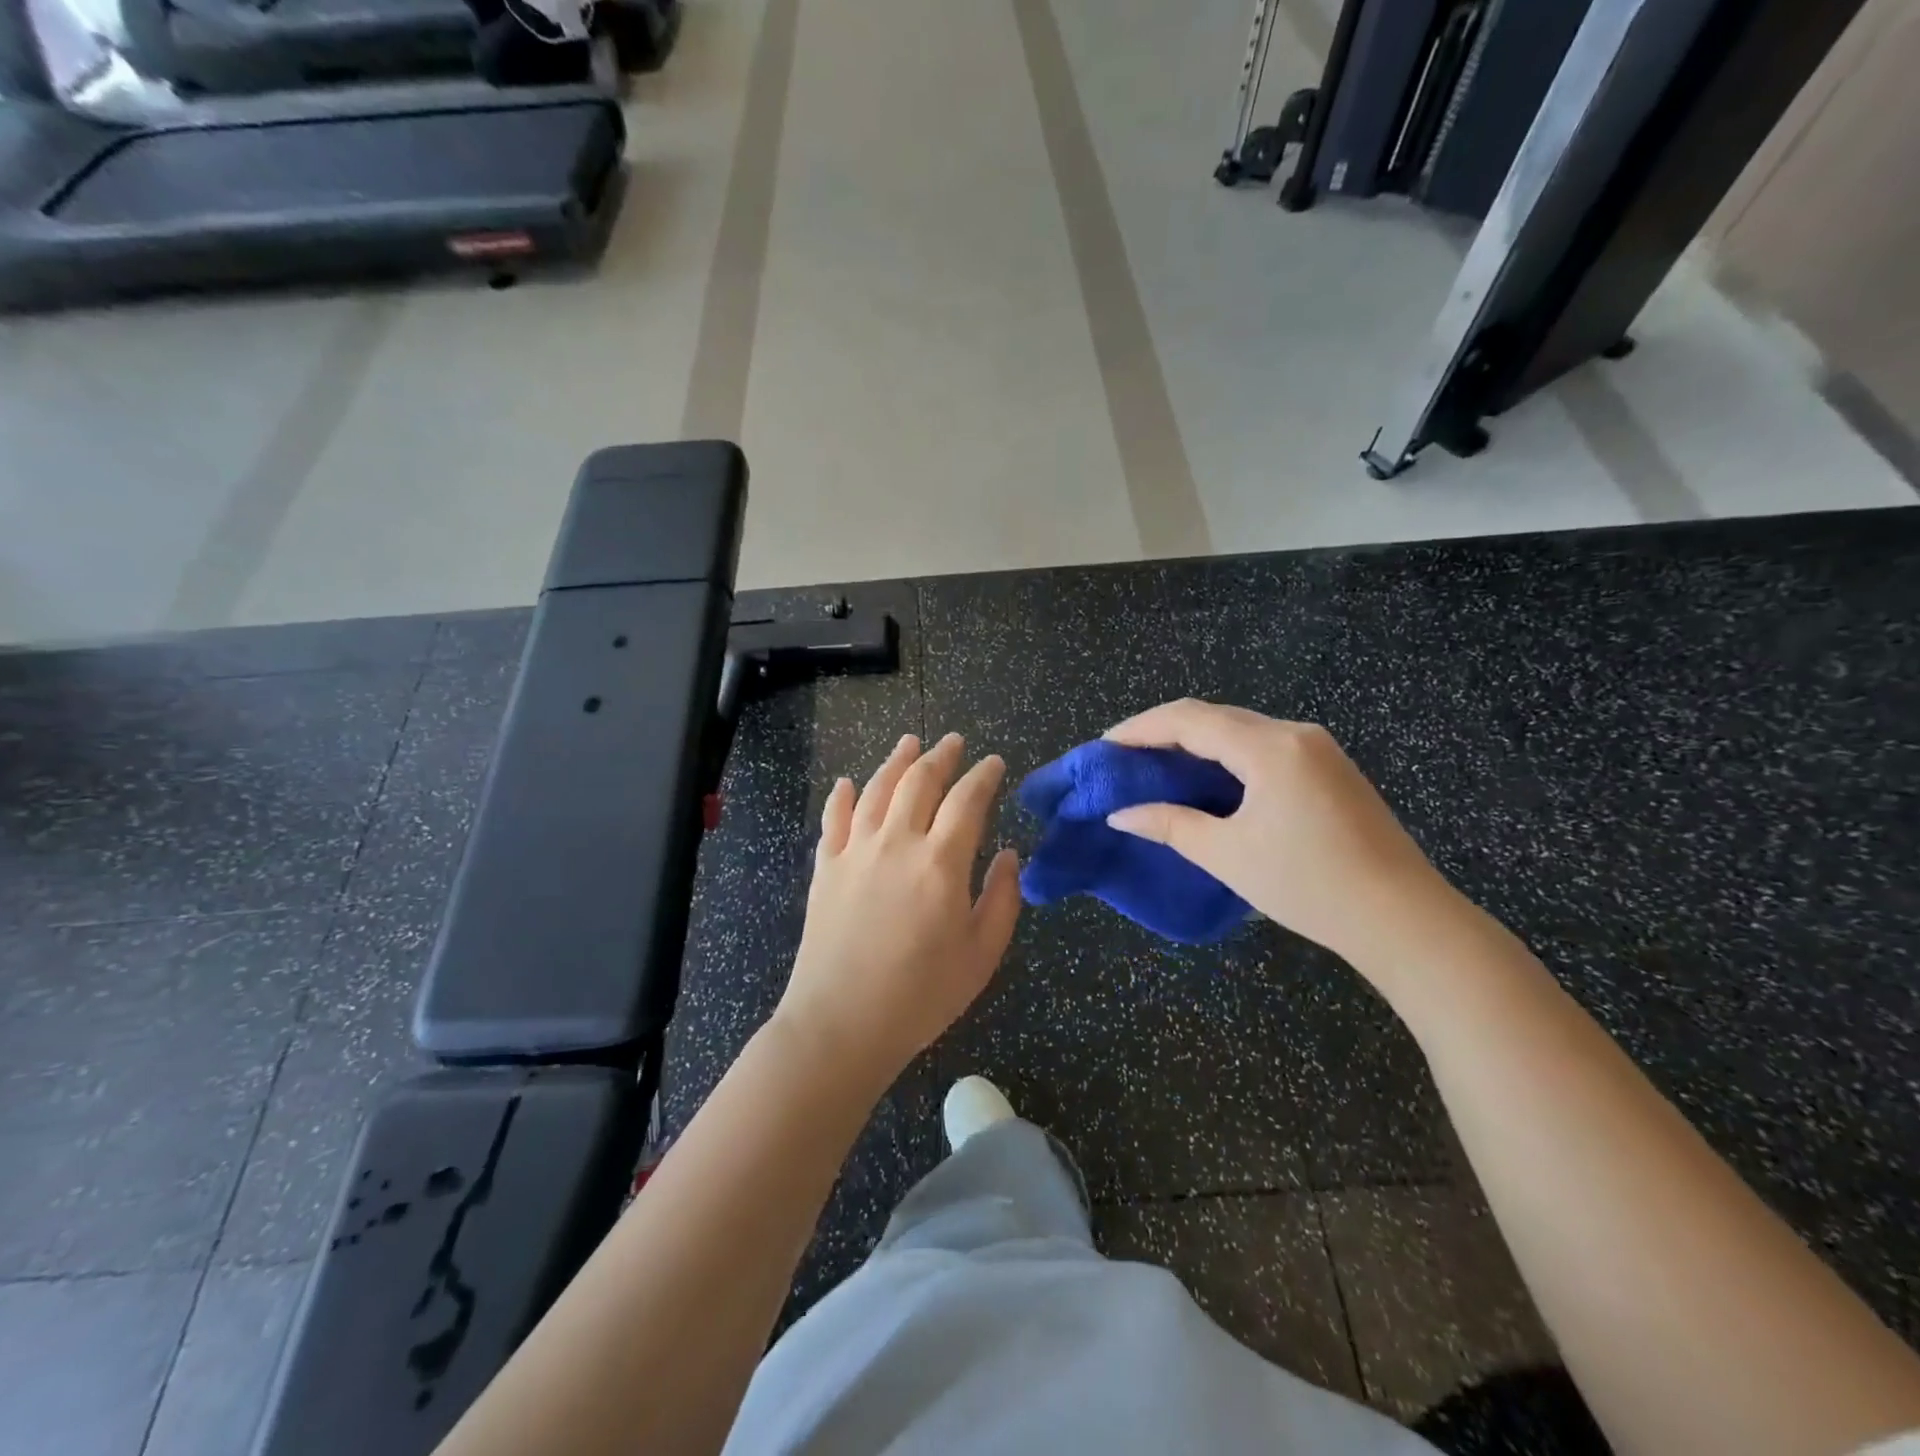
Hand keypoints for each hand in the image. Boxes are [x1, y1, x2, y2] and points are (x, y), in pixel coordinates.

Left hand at [776, 732, 1022, 1090]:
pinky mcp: (825, 867)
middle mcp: (897, 842)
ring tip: (909, 743)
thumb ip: (1003, 899)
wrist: (841, 1024)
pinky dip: (843, 796)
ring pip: (877, 789)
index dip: (984, 776)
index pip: (967, 800)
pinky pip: (834, 818)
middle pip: (920, 781)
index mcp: (941, 862)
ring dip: (896, 761)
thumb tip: (1011, 855)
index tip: (994, 763)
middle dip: (941, 756)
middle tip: (953, 742)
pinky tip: (849, 783)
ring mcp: (855, 851)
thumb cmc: (921, 995)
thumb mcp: (982, 954)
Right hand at [1105, 700, 1458, 969]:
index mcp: (1270, 748)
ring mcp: (1319, 749)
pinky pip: (1264, 746)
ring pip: (1240, 729)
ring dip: (1196, 741)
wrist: (1404, 920)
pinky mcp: (1330, 768)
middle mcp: (1295, 734)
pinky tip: (1207, 778)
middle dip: (1164, 731)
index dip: (1141, 728)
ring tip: (1157, 765)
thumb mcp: (1228, 855)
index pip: (1189, 720)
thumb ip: (1169, 825)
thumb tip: (1120, 814)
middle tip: (1125, 756)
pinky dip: (1226, 755)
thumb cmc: (1309, 886)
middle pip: (1215, 716)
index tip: (1105, 745)